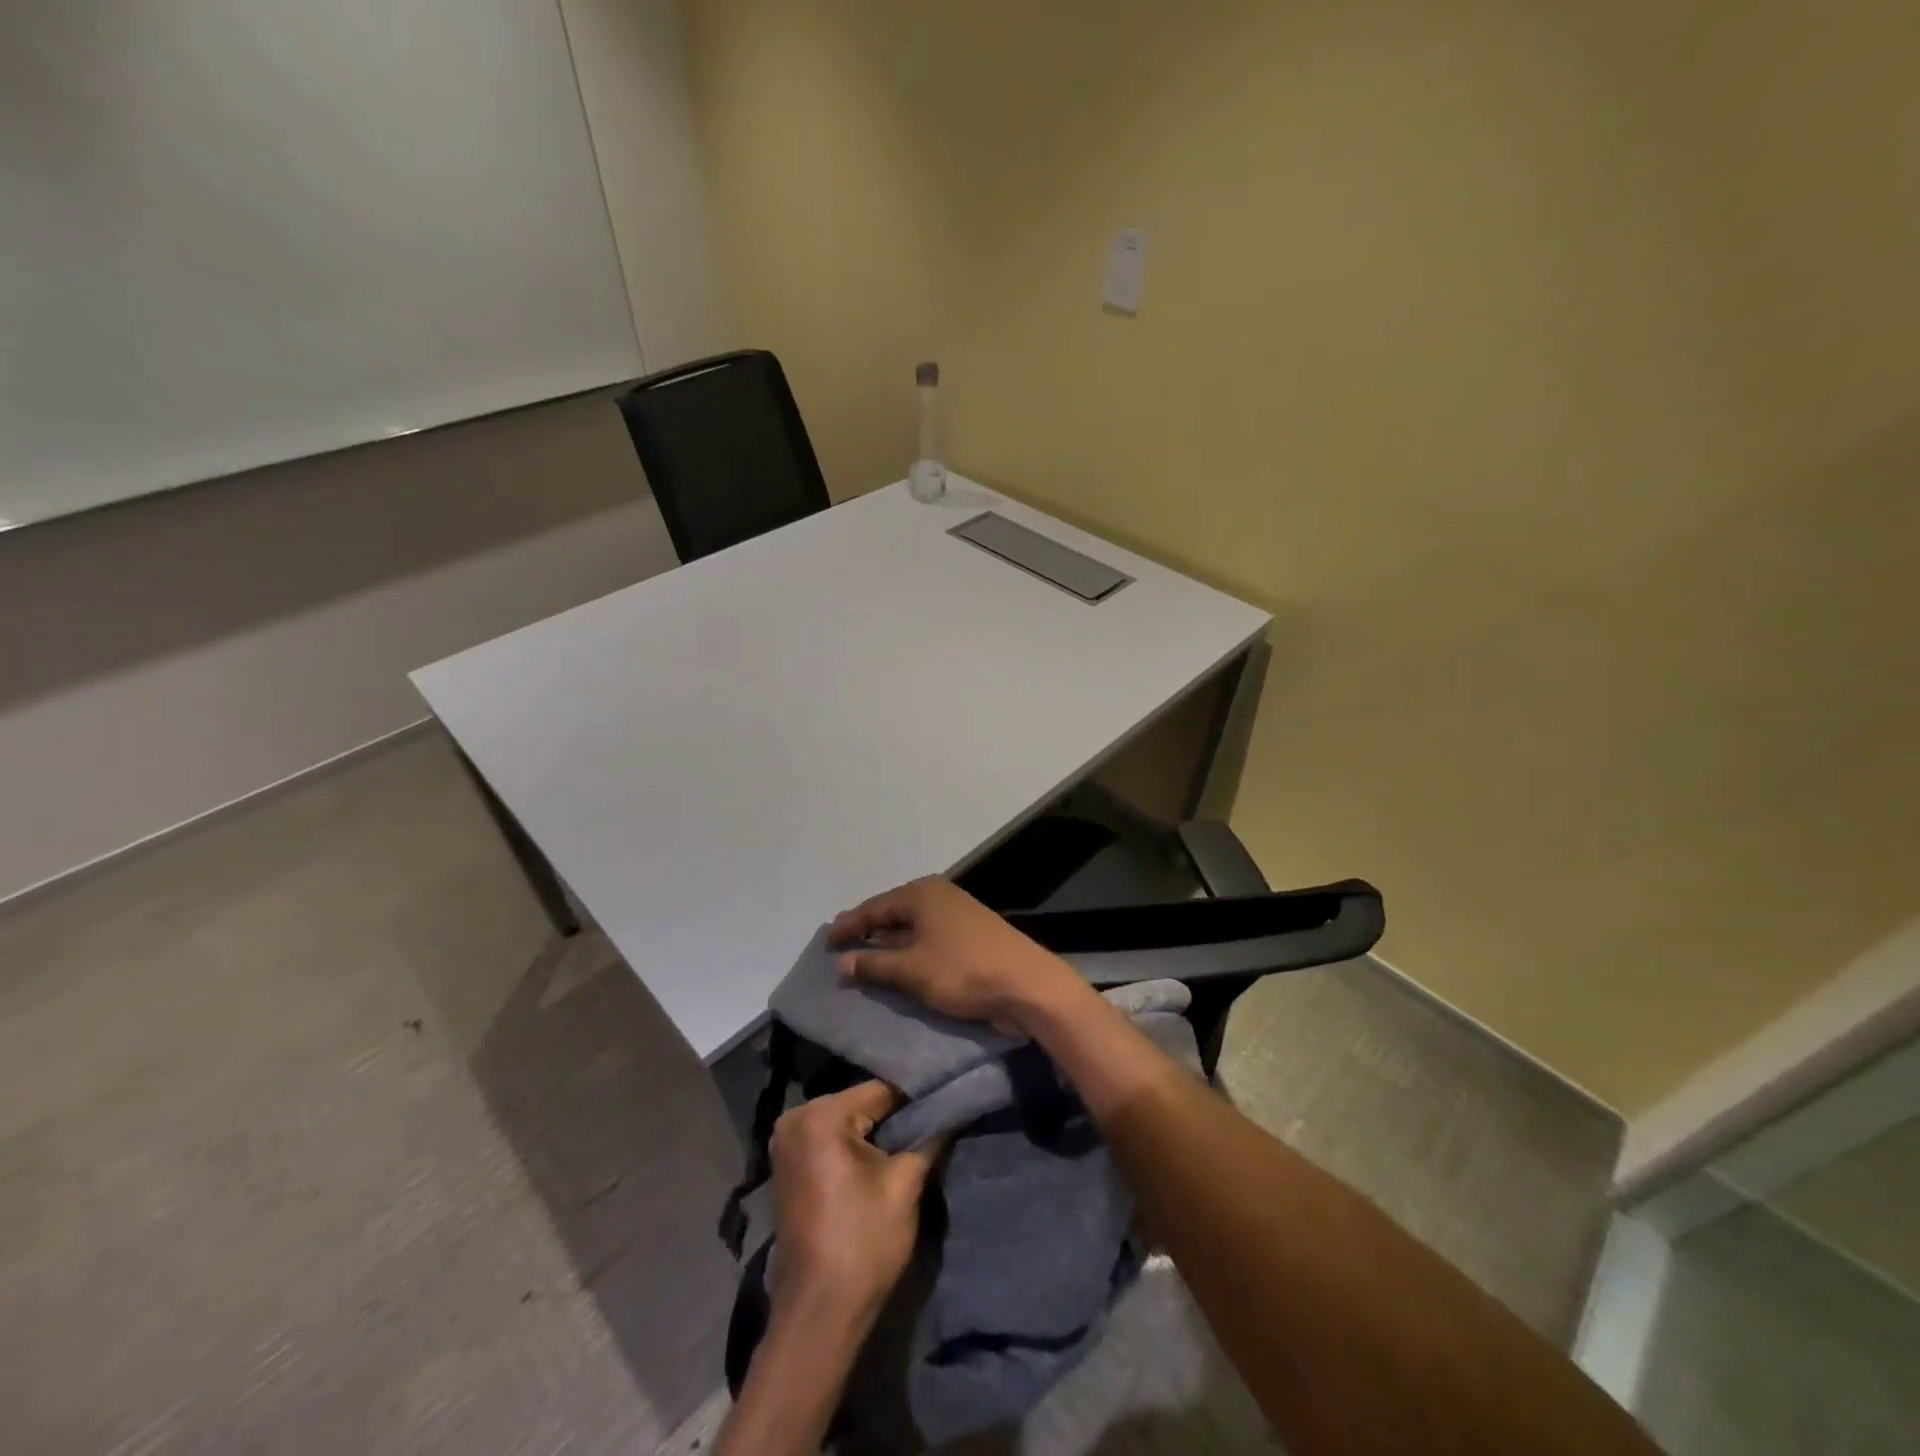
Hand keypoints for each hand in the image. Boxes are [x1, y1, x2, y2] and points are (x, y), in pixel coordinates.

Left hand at [769, 1081, 938, 1321]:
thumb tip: (954, 1108)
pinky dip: (855, 1146)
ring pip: (847, 1121)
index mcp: (820, 1115)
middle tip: (932, 1123)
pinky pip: (830, 1139)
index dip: (916, 1098)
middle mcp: (796, 1118)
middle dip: (895, 1115)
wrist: (819, 1314)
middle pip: (862, 1103)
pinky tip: (881, 1158)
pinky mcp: (788, 1165)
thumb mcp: (905, 1184)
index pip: (881, 1090)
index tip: (945, 1102)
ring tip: (914, 1139)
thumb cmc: (863, 1243)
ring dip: (877, 1132)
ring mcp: (787, 1142)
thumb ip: (930, 1137)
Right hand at [829, 876, 1092, 1032]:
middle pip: (893, 913)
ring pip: (912, 927)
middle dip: (868, 932)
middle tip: (842, 948)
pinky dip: (911, 951)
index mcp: (922, 894)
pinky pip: (929, 938)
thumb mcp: (911, 970)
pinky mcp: (971, 935)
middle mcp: (939, 896)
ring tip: (865, 960)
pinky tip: (901, 968)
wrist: (1027, 986)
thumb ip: (873, 965)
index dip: (848, 925)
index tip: (826, 941)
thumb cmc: (964, 971)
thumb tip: (841, 963)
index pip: (874, 907)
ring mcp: (958, 914)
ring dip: (889, 944)